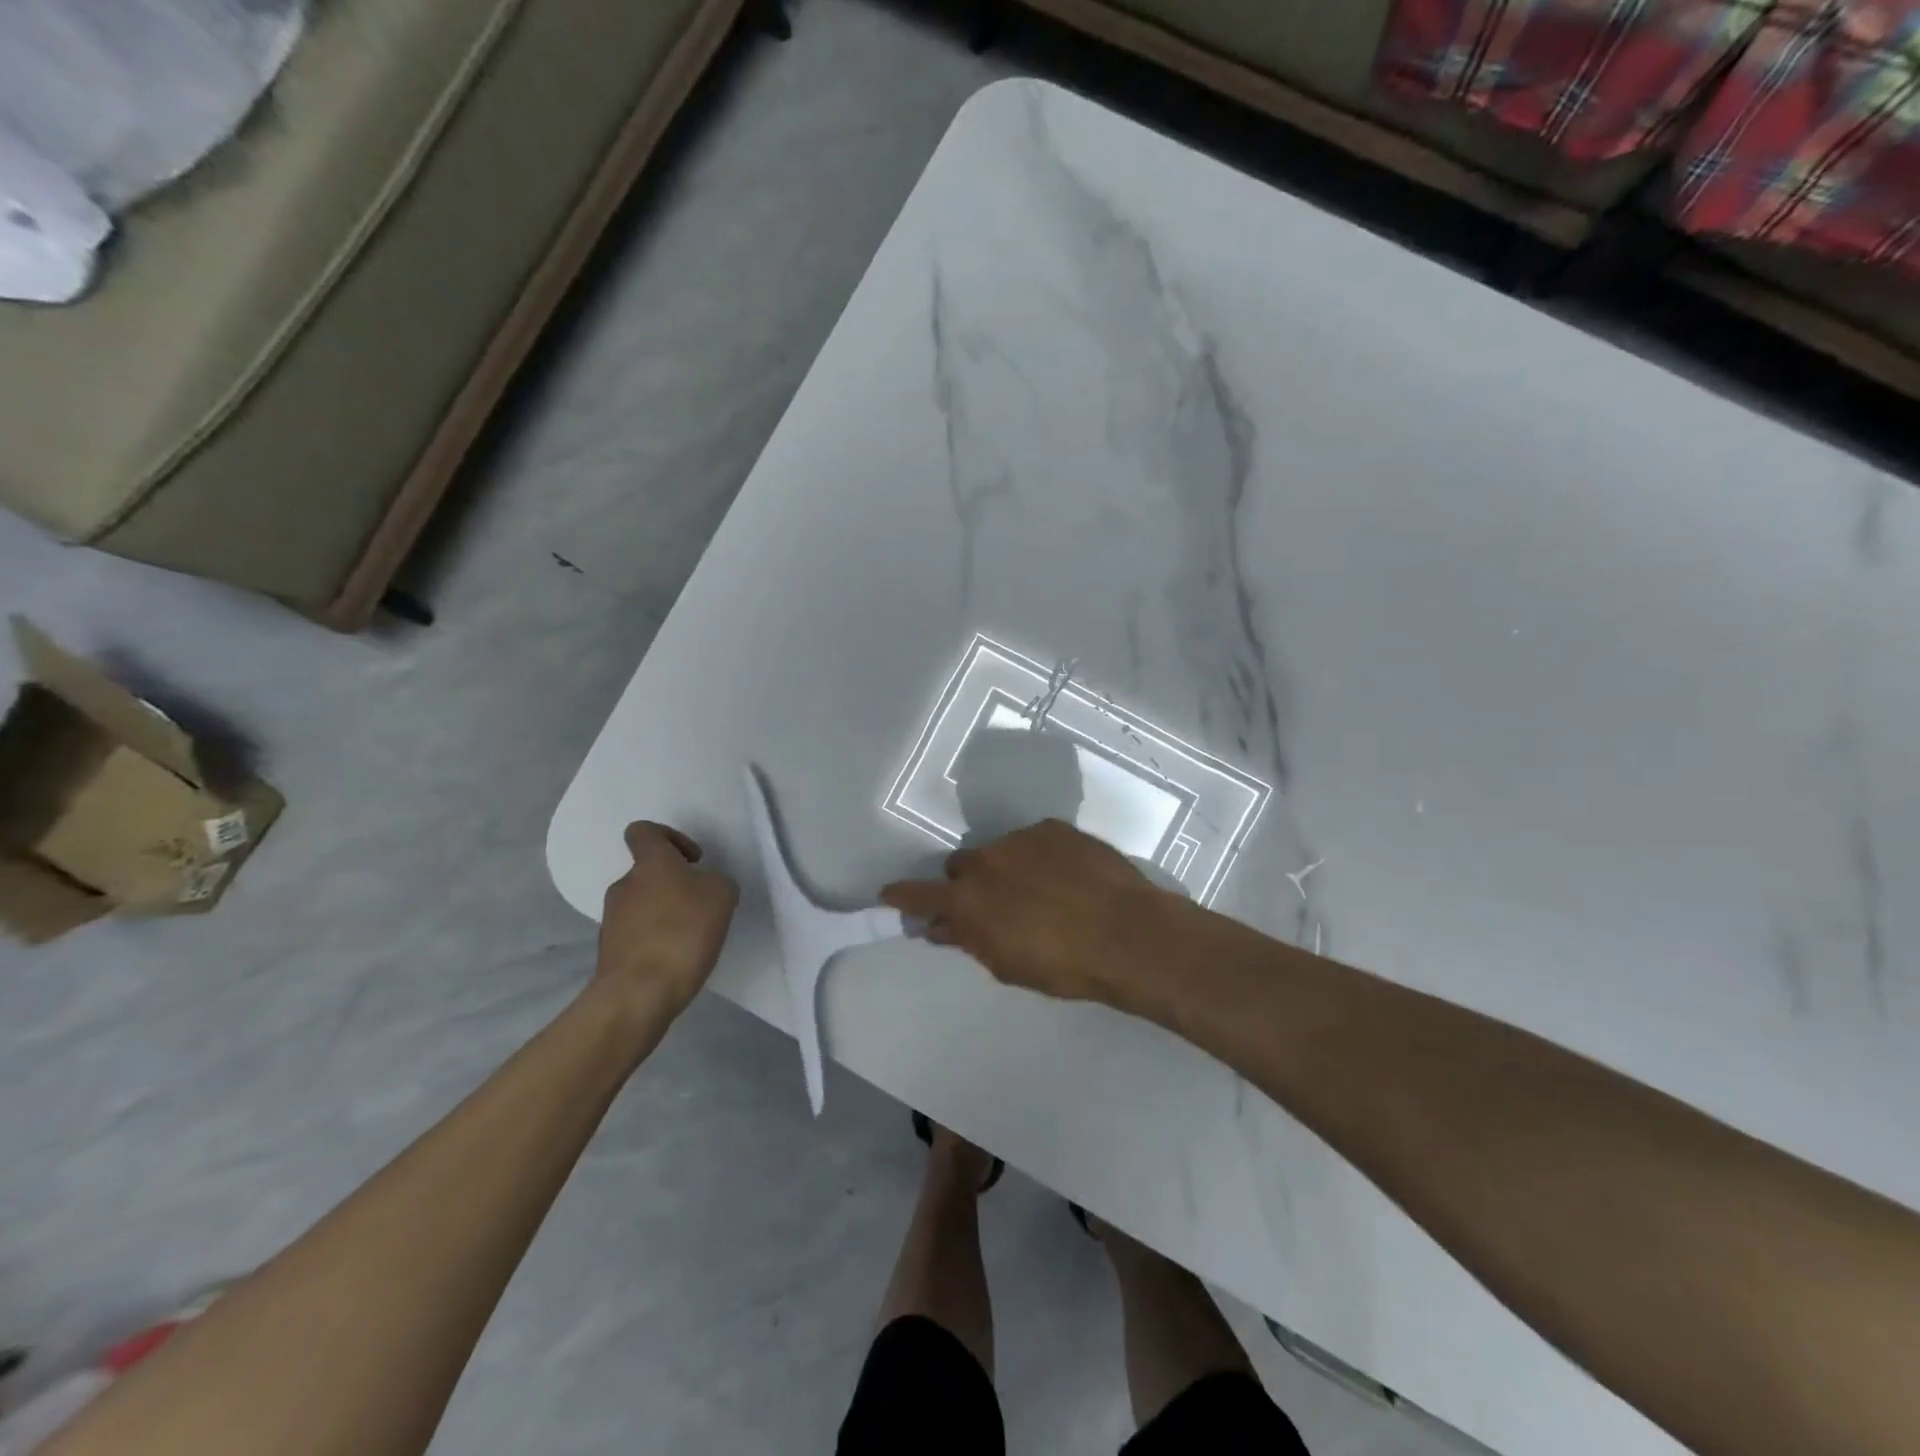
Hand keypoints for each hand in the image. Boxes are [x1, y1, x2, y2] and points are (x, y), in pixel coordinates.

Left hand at [596, 822, 739, 1018]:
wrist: (639, 992)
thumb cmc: (683, 932)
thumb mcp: (722, 896)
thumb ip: (715, 882)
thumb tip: (704, 886)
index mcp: (650, 863)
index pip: (644, 831)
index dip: (669, 837)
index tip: (693, 859)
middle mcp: (625, 884)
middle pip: (648, 872)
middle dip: (674, 884)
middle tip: (702, 905)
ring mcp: (612, 918)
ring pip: (643, 903)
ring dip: (665, 912)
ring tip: (692, 936)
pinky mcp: (610, 949)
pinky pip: (637, 932)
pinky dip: (656, 938)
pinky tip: (676, 957)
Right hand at [879, 819, 1191, 1013]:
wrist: (1127, 933)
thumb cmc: (1064, 965)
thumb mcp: (1008, 965)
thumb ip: (969, 941)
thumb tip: (940, 928)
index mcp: (968, 902)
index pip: (920, 894)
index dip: (904, 896)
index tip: (890, 893)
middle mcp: (986, 863)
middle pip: (960, 866)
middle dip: (967, 883)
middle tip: (992, 904)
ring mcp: (1020, 840)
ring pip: (998, 851)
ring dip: (1006, 869)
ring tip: (1040, 890)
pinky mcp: (1052, 828)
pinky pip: (1032, 841)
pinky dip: (1038, 857)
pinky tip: (1065, 876)